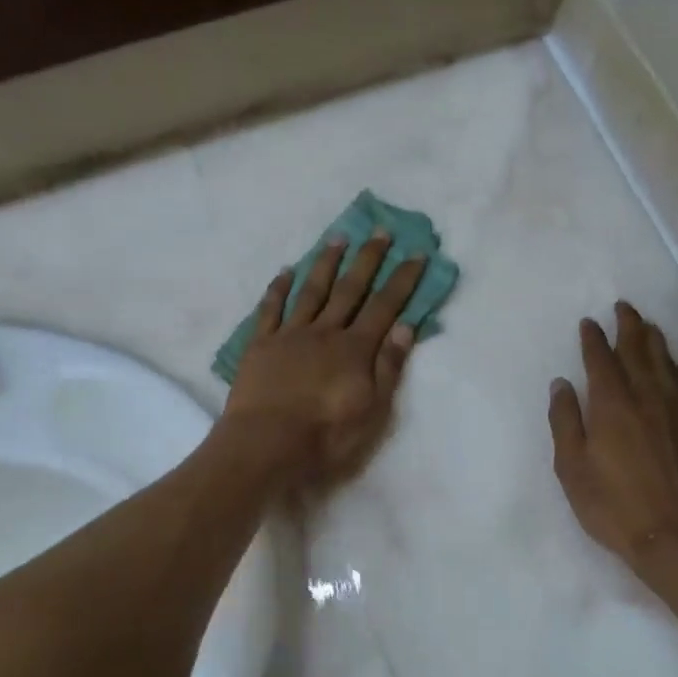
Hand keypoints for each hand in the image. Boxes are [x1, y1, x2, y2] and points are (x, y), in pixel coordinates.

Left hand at [221, 230, 426, 492]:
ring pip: (312, 291)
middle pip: (351, 289)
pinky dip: (279, 288)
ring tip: (338, 238)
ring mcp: (290, 335)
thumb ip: (388, 366)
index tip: (416, 253)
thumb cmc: (326, 435)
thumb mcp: (373, 409)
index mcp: (355, 349)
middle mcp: (325, 332)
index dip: (403, 280)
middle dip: (368, 260)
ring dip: (327, 264)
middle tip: (381, 232)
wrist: (267, 444)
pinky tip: (287, 271)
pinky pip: (271, 309)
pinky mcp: (261, 345)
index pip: (385, 306)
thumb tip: (406, 327)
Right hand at [548, 303, 677, 573]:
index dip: (593, 339)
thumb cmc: (611, 503)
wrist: (672, 533)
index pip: (601, 360)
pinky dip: (674, 364)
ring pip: (664, 361)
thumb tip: (562, 383)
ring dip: (653, 338)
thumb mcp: (571, 466)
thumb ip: (565, 421)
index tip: (588, 322)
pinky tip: (671, 363)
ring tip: (646, 324)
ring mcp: (673, 409)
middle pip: (637, 350)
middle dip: (628, 326)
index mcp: (611, 404)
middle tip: (623, 307)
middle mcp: (645, 397)